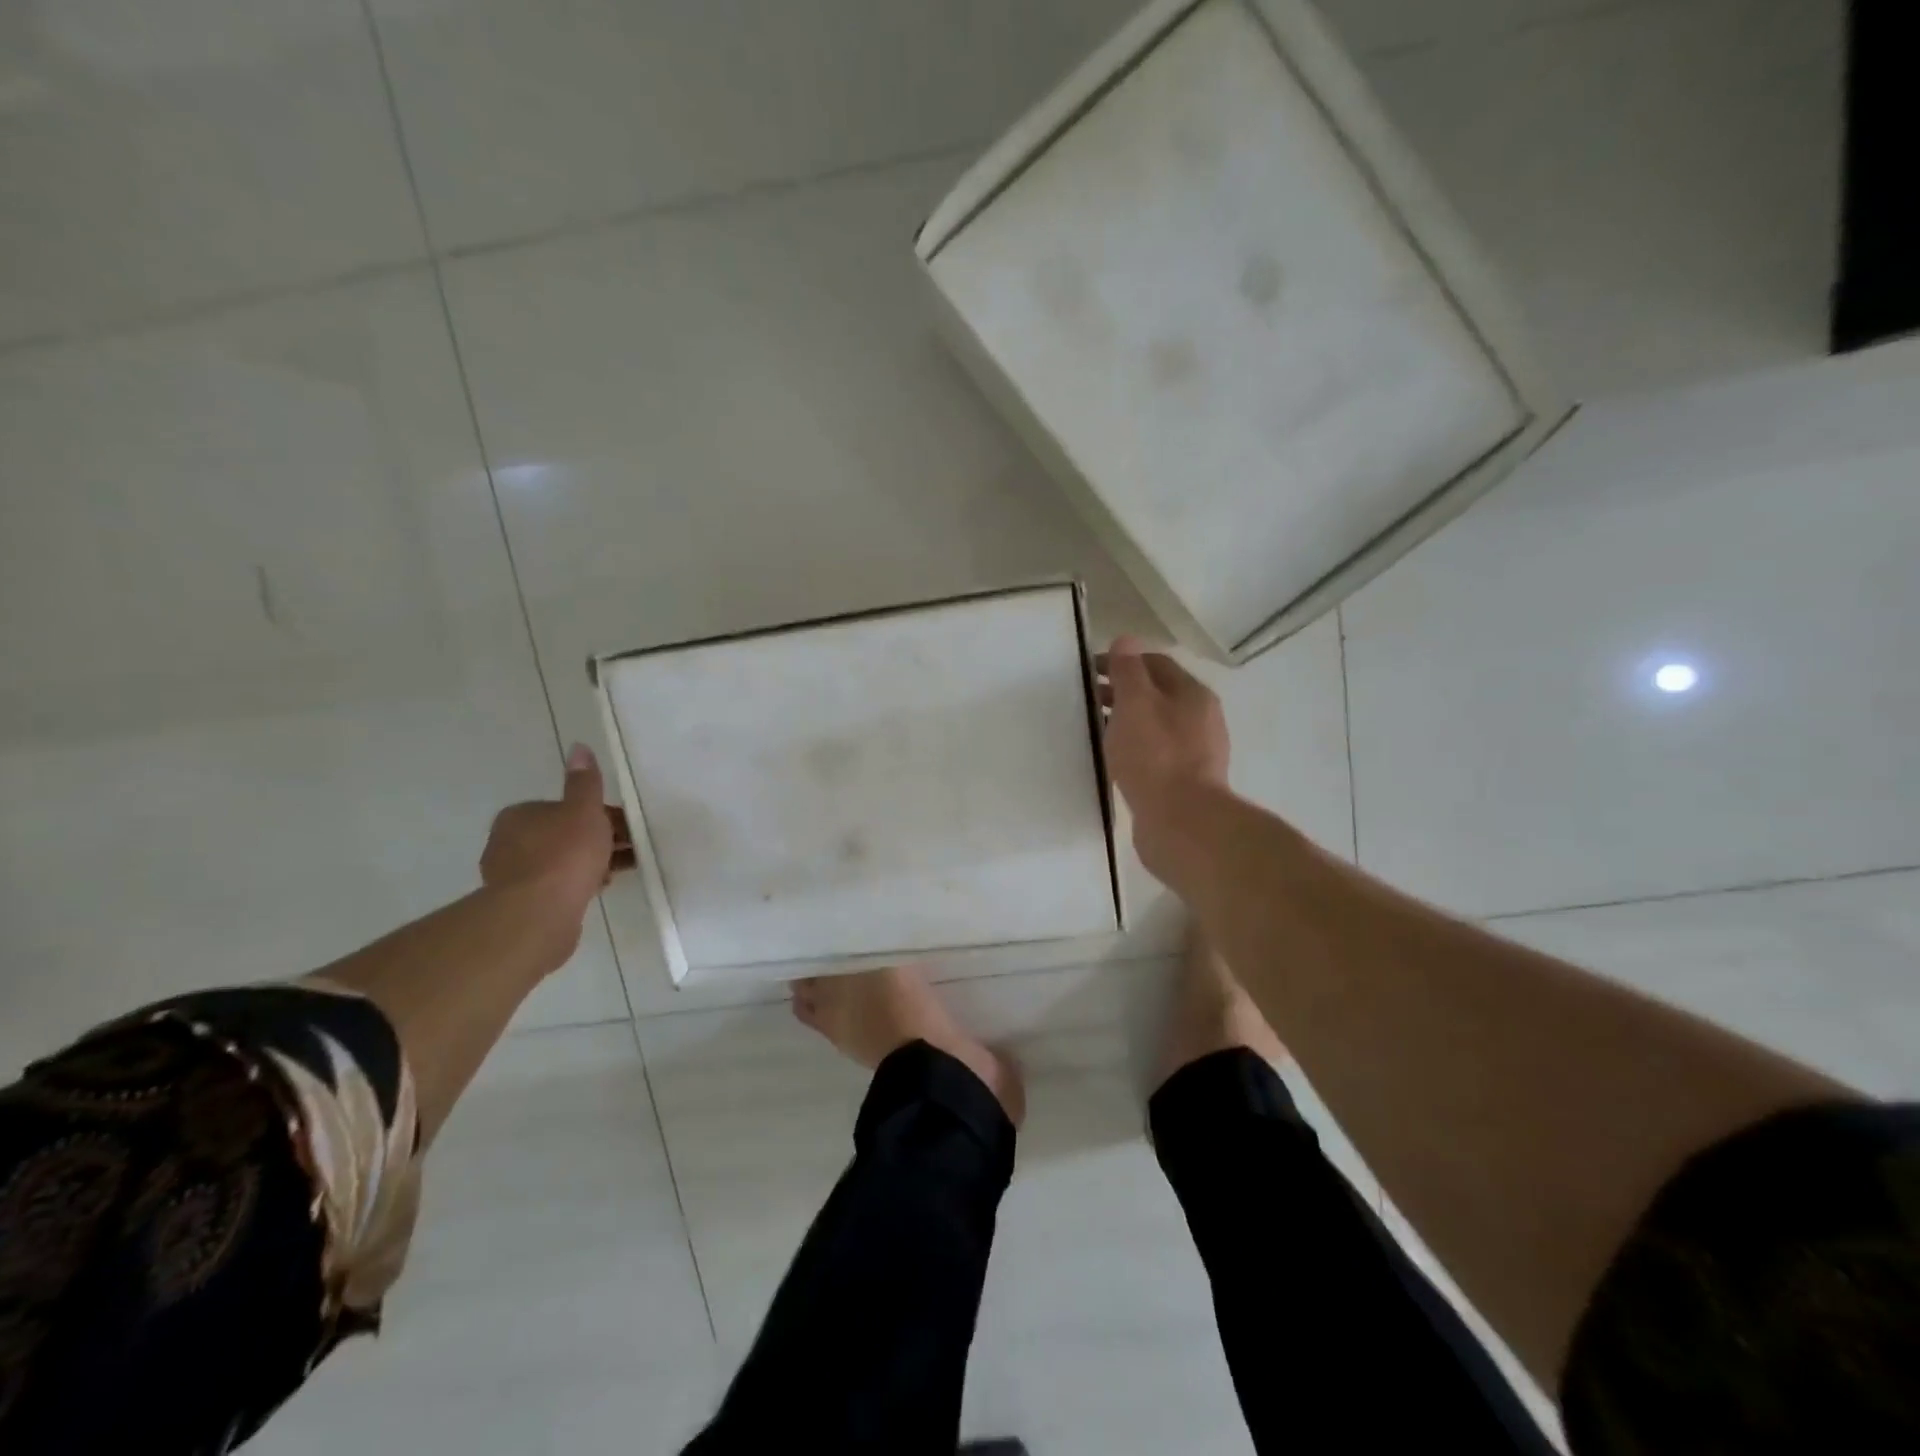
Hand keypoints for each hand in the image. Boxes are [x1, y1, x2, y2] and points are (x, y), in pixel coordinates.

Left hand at [481, 744, 634, 921]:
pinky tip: (600, 888)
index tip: (624, 825)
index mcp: (520, 815)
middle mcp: (508, 842)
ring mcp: (512, 875)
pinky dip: (579, 882)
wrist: (539, 913)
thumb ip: (585, 781)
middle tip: (630, 847)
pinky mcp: (521, 904)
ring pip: (561, 860)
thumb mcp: (584, 810)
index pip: (565, 808)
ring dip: (590, 862)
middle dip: (596, 838)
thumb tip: (579, 746)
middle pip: (564, 834)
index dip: (598, 814)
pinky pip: (557, 885)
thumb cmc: (565, 854)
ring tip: (622, 870)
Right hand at [1100, 636, 1229, 877]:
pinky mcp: (1186, 783)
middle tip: (1087, 700)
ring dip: (1128, 722)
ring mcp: (1197, 753)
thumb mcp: (1135, 704)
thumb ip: (1128, 671)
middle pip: (1157, 694)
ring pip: (1156, 726)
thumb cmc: (1155, 756)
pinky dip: (1135, 749)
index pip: (1155, 663)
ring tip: (1097, 730)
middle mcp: (1201, 719)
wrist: (1182, 823)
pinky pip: (1156, 755)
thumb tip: (1125, 640)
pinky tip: (1116, 761)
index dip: (1122, 661)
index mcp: (1193, 694)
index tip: (1089, 670)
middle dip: (1123, 692)